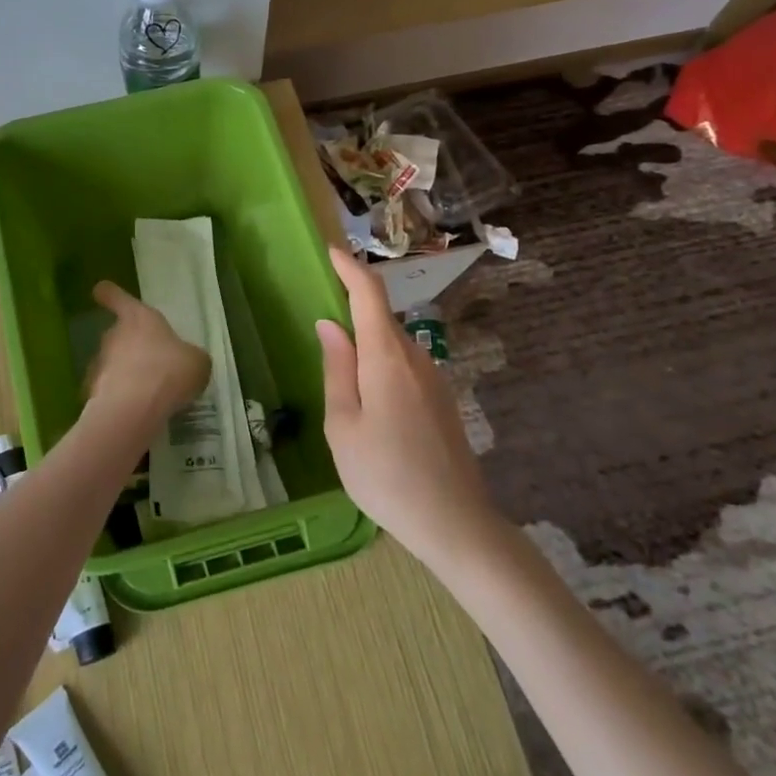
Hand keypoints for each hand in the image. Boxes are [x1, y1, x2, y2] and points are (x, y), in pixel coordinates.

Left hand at [85, 280, 209, 431]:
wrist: (134, 409)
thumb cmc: (169, 371)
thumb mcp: (197, 362)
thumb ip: (190, 357)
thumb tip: (187, 361)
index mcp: (138, 318)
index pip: (116, 297)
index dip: (110, 294)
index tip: (102, 292)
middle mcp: (113, 335)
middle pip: (116, 334)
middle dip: (130, 347)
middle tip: (151, 364)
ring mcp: (99, 364)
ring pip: (111, 363)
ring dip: (124, 373)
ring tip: (146, 394)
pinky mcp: (91, 392)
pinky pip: (107, 391)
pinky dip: (117, 398)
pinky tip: (134, 412)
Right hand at [316, 248, 497, 563]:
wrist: (455, 523)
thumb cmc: (385, 476)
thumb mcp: (343, 425)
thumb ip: (336, 369)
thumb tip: (330, 325)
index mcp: (387, 359)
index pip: (370, 295)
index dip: (350, 268)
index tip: (330, 251)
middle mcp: (416, 358)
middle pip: (382, 319)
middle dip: (352, 308)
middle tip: (320, 320)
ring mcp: (434, 379)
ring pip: (393, 345)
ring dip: (366, 342)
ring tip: (338, 369)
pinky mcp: (442, 400)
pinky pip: (405, 367)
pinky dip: (380, 365)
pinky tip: (367, 400)